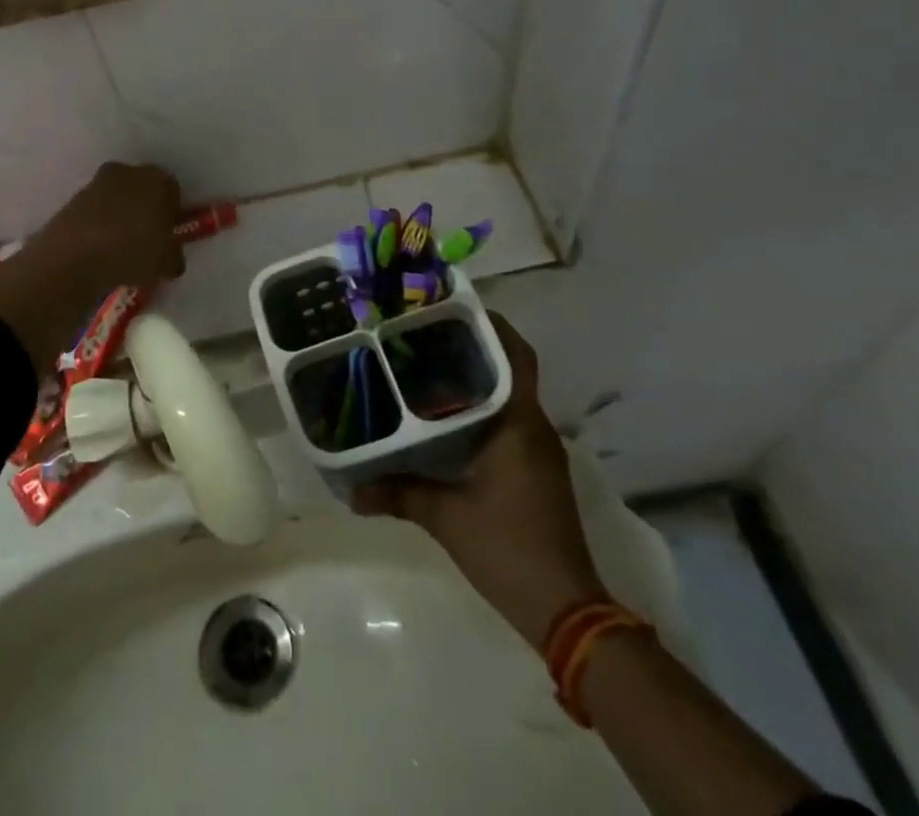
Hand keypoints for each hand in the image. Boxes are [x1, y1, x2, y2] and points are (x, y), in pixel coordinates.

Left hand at [0, 163, 183, 365]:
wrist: (73, 257)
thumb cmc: (132, 254)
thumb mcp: (166, 264)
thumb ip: (173, 257)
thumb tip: (170, 258)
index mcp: (159, 180)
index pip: (173, 192)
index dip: (172, 214)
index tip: (168, 236)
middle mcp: (130, 172)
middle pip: (144, 189)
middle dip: (145, 210)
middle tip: (146, 240)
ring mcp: (98, 182)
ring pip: (118, 198)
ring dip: (121, 216)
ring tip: (120, 247)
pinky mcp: (74, 196)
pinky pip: (96, 210)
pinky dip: (99, 224)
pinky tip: (99, 248)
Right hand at [352, 314, 605, 647]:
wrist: (566, 611)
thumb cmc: (508, 548)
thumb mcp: (445, 517)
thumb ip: (398, 493)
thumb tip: (352, 489)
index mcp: (520, 422)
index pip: (515, 354)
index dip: (490, 324)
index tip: (451, 307)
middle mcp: (534, 426)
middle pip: (508, 368)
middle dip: (471, 347)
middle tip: (423, 334)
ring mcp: (538, 450)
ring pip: (507, 395)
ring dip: (475, 379)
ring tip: (424, 367)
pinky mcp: (534, 471)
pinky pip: (507, 421)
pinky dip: (479, 409)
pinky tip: (443, 418)